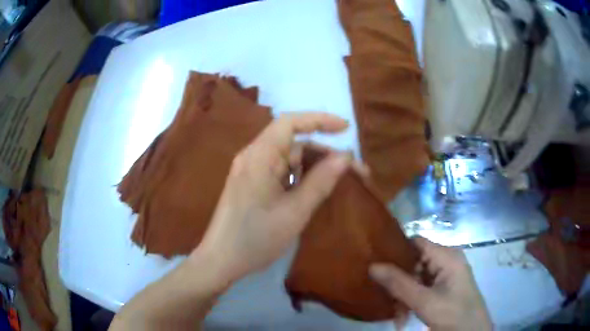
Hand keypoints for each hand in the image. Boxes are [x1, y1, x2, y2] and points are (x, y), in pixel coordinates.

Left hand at [193, 112, 353, 283]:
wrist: (221, 260)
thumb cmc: (256, 238)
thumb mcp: (295, 212)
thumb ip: (321, 182)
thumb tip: (345, 158)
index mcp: (259, 156)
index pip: (290, 123)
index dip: (320, 120)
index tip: (346, 129)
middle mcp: (253, 157)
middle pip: (293, 142)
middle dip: (324, 152)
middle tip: (354, 170)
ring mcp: (251, 170)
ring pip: (288, 158)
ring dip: (314, 166)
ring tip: (340, 181)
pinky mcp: (252, 184)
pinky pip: (281, 172)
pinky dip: (300, 177)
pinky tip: (315, 189)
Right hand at [369, 237, 491, 330]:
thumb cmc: (453, 314)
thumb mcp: (424, 301)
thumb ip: (399, 284)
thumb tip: (372, 265)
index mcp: (447, 256)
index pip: (416, 243)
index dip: (396, 251)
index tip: (375, 264)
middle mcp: (446, 261)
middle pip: (414, 263)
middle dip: (399, 283)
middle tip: (387, 301)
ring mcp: (446, 275)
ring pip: (416, 278)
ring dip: (404, 297)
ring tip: (398, 317)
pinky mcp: (445, 288)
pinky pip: (422, 288)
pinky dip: (412, 301)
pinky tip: (405, 317)